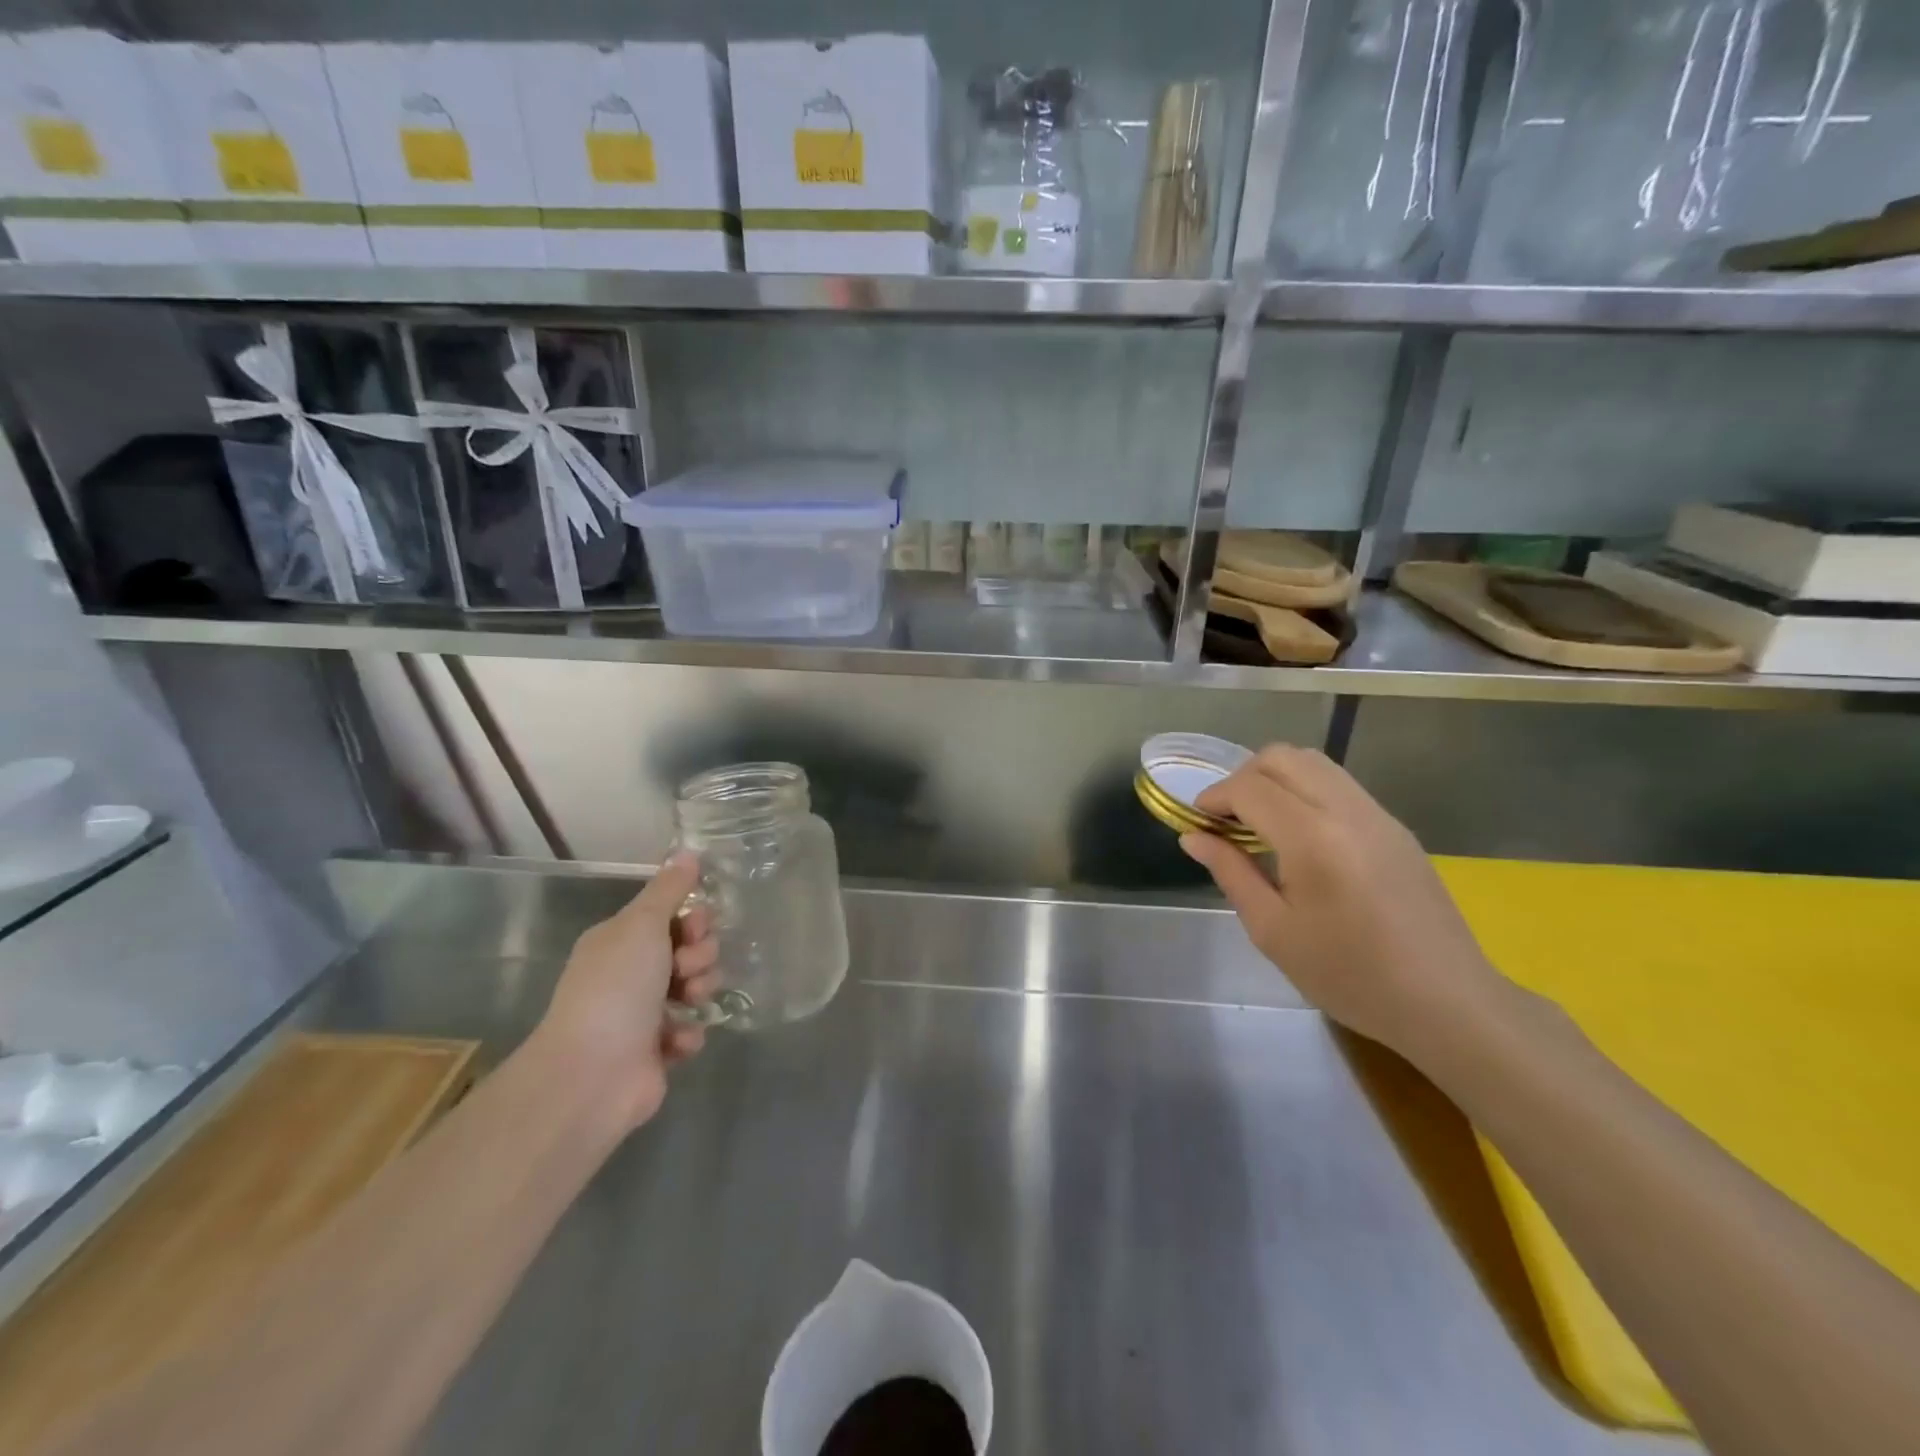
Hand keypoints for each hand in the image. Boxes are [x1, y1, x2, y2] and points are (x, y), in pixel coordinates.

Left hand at [536, 854, 721, 1132]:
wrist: (592, 1075)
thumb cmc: (616, 988)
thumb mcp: (643, 925)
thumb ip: (669, 889)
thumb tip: (688, 851)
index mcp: (621, 941)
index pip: (672, 917)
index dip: (693, 920)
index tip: (695, 928)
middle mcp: (630, 974)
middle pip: (690, 950)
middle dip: (700, 956)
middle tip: (686, 969)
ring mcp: (643, 1015)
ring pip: (695, 988)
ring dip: (700, 991)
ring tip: (686, 1004)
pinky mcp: (656, 1052)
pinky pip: (691, 1029)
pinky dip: (688, 1033)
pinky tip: (676, 1040)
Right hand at [1180, 745, 1505, 1066]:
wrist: (1447, 1002)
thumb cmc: (1349, 975)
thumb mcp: (1273, 930)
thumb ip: (1230, 872)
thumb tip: (1193, 837)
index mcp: (1313, 838)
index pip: (1250, 787)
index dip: (1214, 797)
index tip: (1198, 822)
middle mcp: (1346, 810)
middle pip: (1281, 757)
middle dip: (1242, 778)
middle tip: (1227, 820)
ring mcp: (1377, 814)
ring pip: (1313, 762)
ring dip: (1275, 778)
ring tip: (1259, 823)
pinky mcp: (1395, 826)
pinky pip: (1339, 784)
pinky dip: (1304, 789)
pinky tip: (1298, 835)